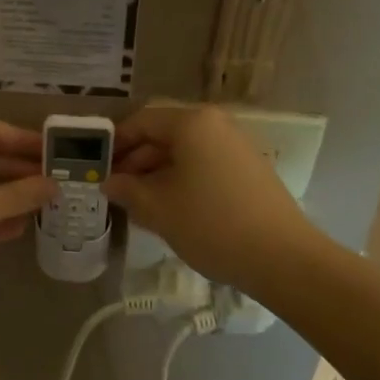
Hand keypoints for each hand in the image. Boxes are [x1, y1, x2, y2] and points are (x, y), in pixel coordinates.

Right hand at [103, 105, 312, 289]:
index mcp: (192, 123)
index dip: (116, 143)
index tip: (97, 167)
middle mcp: (216, 125)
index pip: (142, 121)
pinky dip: (181, 180)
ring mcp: (235, 146)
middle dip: (135, 161)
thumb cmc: (211, 224)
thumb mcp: (158, 208)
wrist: (283, 258)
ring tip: (137, 203)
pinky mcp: (248, 170)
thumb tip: (109, 182)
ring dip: (156, 173)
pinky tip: (169, 208)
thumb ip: (127, 189)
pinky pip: (203, 165)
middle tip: (113, 189)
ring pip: (184, 152)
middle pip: (163, 134)